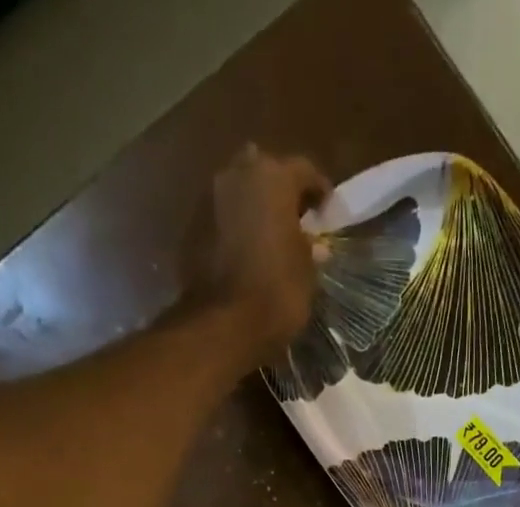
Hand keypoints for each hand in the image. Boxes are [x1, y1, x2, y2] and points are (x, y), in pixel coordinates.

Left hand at [195, 144, 331, 359]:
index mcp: (273, 177)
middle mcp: (237, 174)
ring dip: (254, 209)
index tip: (328, 212)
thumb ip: (309, 248)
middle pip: (264, 171)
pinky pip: (222, 219)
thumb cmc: (277, 293)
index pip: (304, 170)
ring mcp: (209, 198)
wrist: (223, 324)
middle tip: (295, 220)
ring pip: (239, 192)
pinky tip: (247, 253)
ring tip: (269, 238)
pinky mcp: (191, 227)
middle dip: (280, 191)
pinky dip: (235, 229)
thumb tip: (312, 244)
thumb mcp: (307, 272)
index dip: (319, 191)